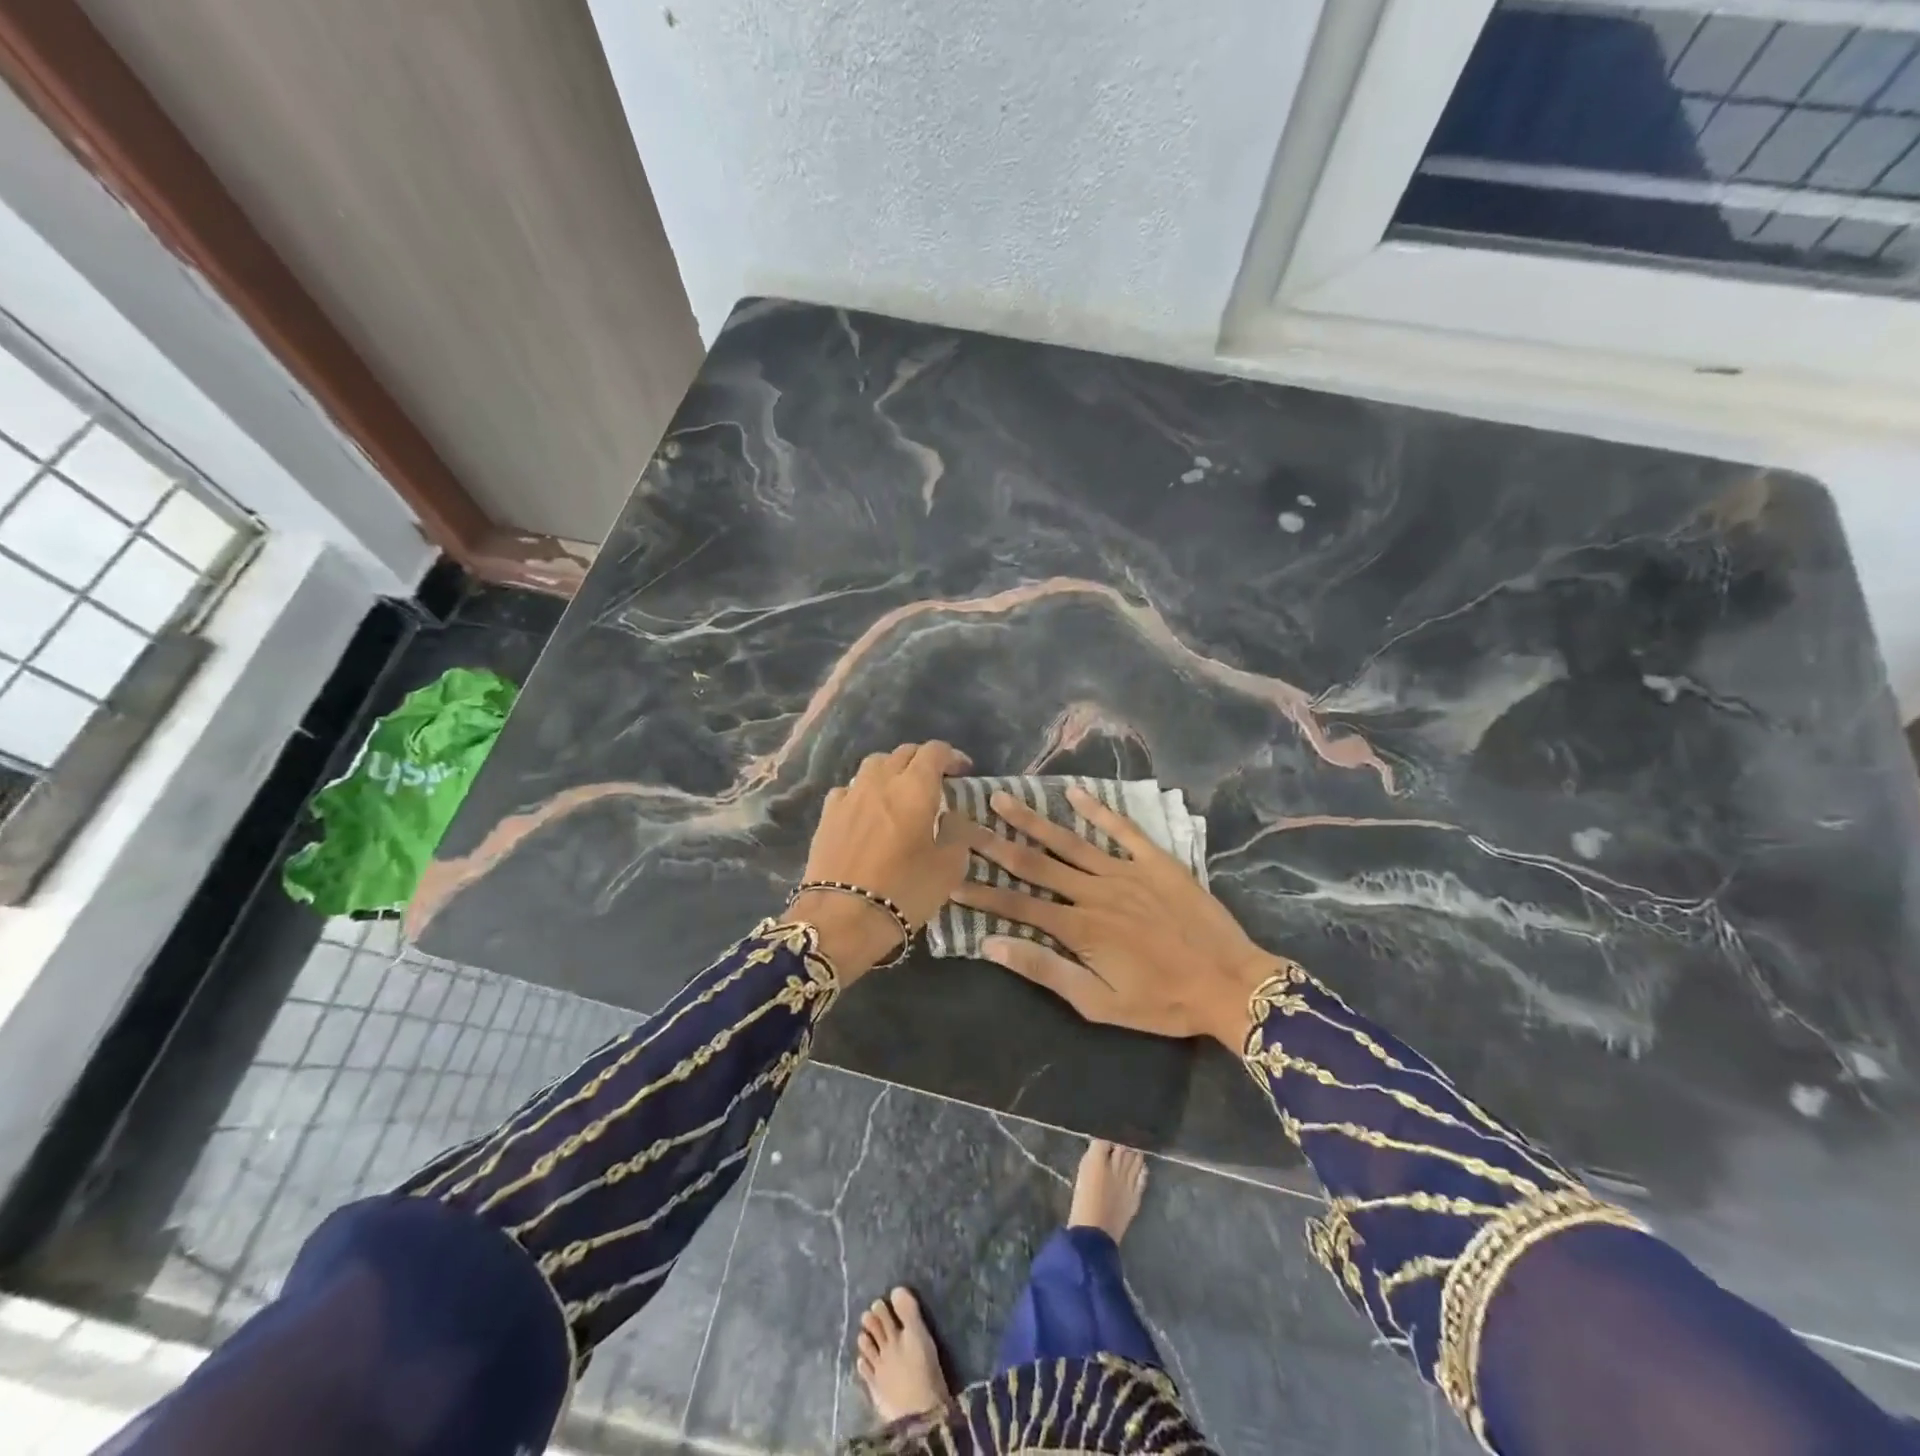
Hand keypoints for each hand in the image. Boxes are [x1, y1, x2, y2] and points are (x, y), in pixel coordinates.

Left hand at [792, 741, 972, 981]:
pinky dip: (865, 791)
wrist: (842, 917)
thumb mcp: (949, 868)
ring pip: (874, 764)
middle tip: (936, 782)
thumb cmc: (904, 891)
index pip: (935, 751)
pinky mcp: (827, 814)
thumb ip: (957, 834)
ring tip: (901, 792)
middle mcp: (881, 781)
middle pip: (903, 753)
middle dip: (923, 761)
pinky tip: (868, 810)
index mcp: (915, 788)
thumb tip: (950, 817)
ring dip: (893, 770)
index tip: (963, 771)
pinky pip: (851, 788)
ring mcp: (850, 795)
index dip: (952, 756)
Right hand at [953, 786, 1280, 1046]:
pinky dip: (1097, 809)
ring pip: (1069, 841)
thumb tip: (992, 945)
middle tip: (963, 820)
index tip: (949, 877)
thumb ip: (1045, 971)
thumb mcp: (1099, 1003)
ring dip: (1033, 820)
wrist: (1230, 983)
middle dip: (994, 843)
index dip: (980, 893)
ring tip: (1003, 798)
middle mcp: (1094, 891)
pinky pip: (1121, 829)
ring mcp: (1125, 871)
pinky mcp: (1155, 861)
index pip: (1017, 905)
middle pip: (1035, 863)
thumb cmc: (1161, 1002)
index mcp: (1078, 927)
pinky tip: (1073, 792)